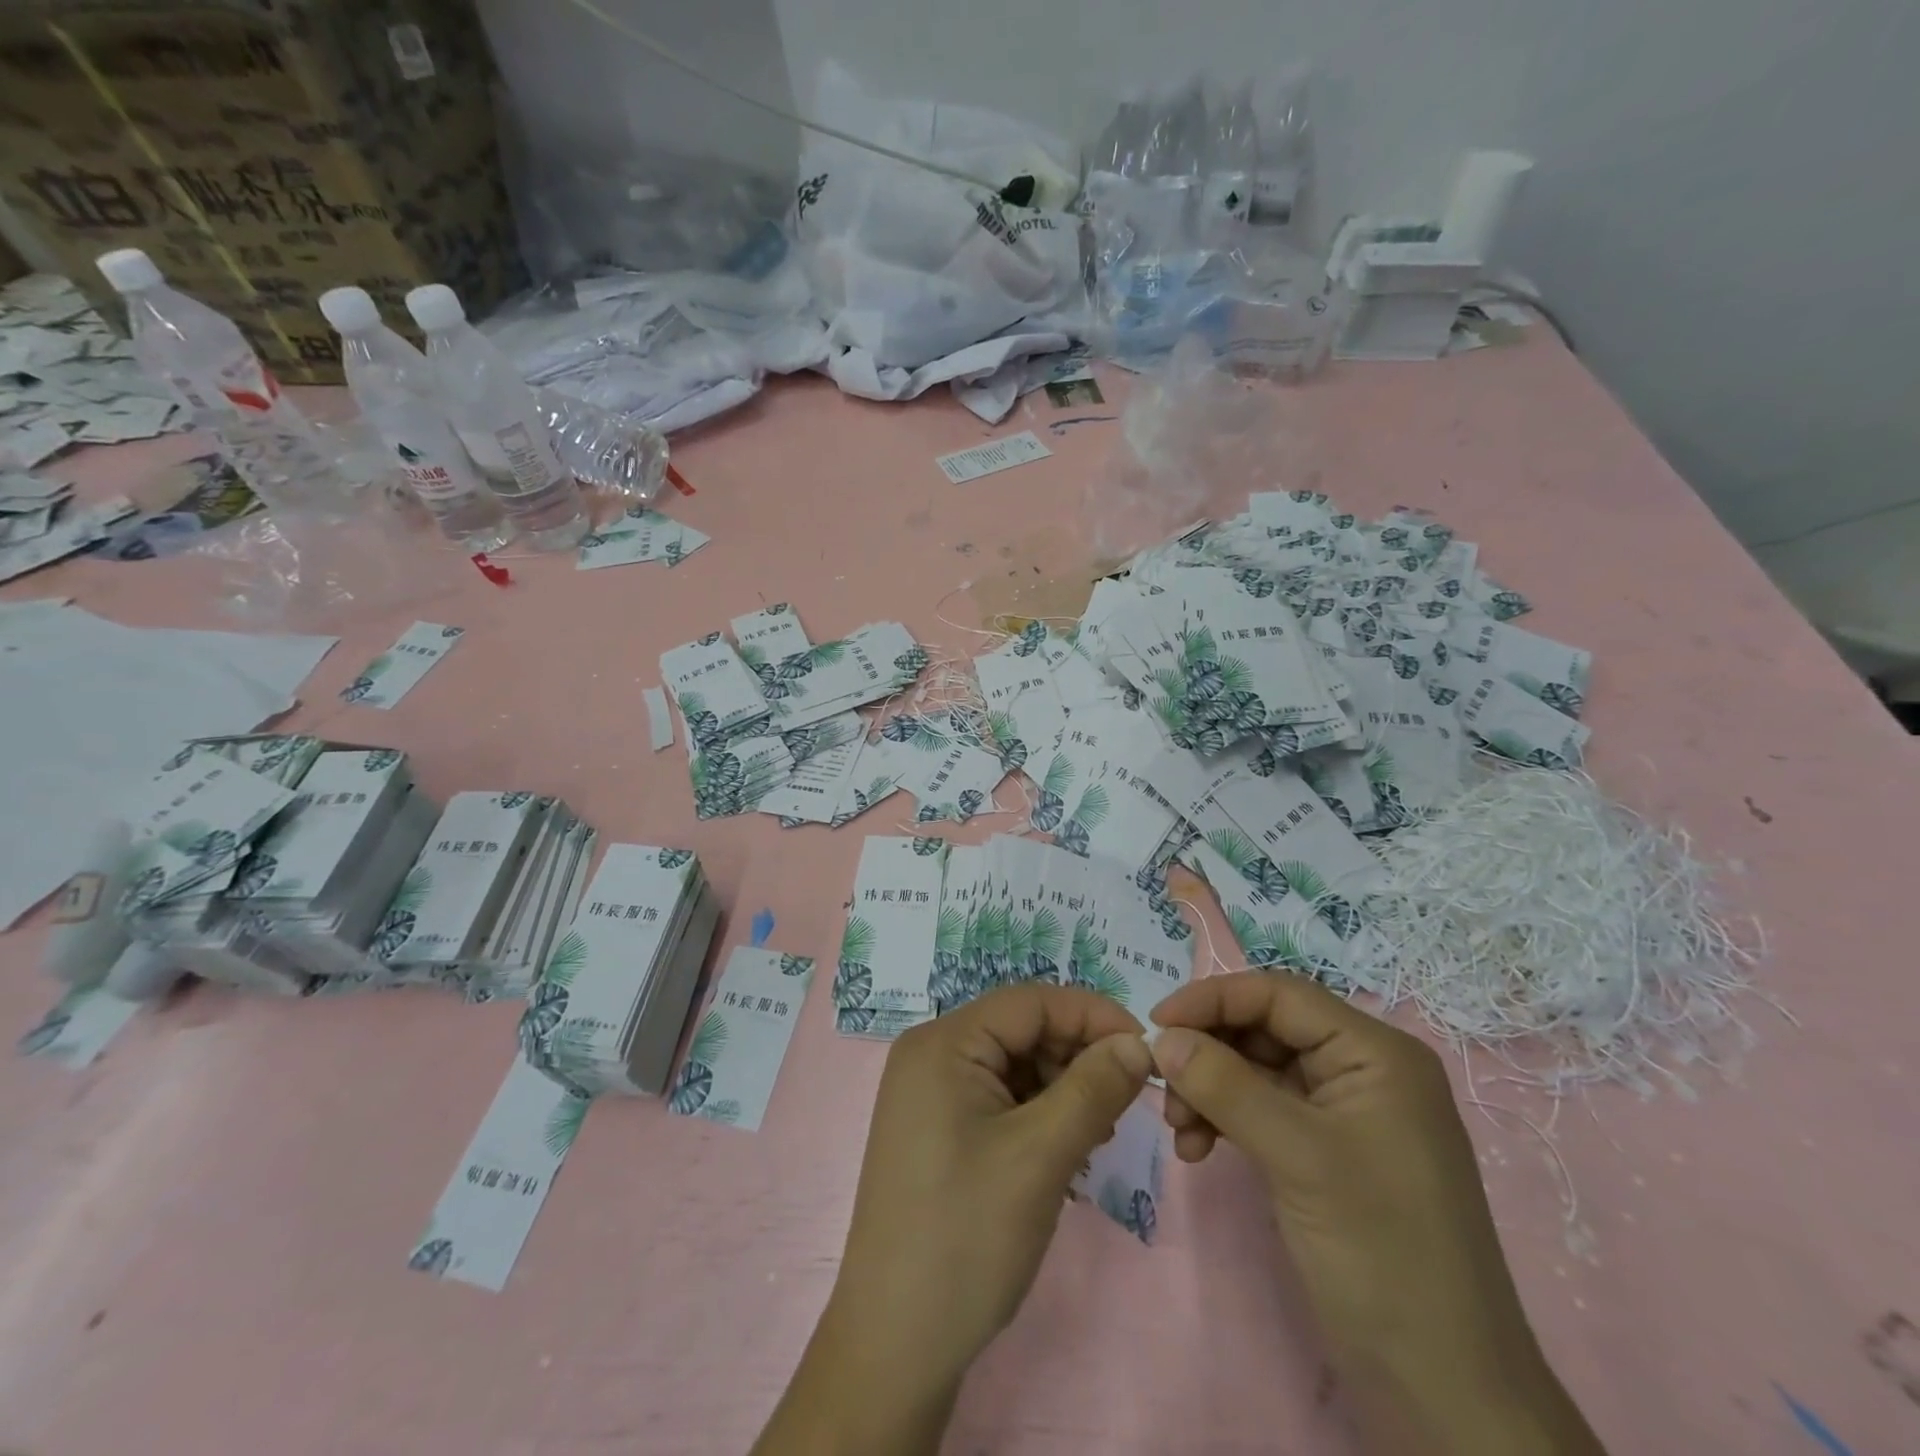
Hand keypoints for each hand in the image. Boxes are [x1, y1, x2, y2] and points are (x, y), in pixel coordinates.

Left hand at [753, 984, 1151, 1455]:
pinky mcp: (938, 1130)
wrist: (896, 1344)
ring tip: (1099, 1135)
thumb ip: (1094, 1088)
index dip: (1092, 1016)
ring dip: (1064, 1089)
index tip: (1147, 1050)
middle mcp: (932, 1055)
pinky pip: (1000, 1099)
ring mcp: (931, 1094)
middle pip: (1022, 1031)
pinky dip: (1040, 1115)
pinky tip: (1068, 1153)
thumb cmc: (967, 1236)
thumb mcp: (1041, 1155)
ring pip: (1015, 1066)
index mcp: (943, 1043)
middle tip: (1128, 1101)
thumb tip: (1138, 1042)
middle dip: (1078, 1057)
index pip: (1031, 1002)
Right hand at [1149, 972, 1604, 1455]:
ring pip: (1255, 1068)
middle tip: (1160, 1085)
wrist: (1444, 1392)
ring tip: (1179, 1129)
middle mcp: (1361, 1069)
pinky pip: (1261, 1108)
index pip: (1279, 995)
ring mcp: (1343, 1112)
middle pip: (1263, 1028)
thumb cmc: (1382, 1253)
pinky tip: (1198, 1149)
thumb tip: (1160, 1037)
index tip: (1155, 1024)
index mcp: (1375, 1053)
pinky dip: (1224, 1119)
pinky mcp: (1325, 1151)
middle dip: (1208, 1052)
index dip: (1213, 999)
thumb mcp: (1298, 1157)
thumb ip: (1225, 1086)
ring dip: (1209, 1088)